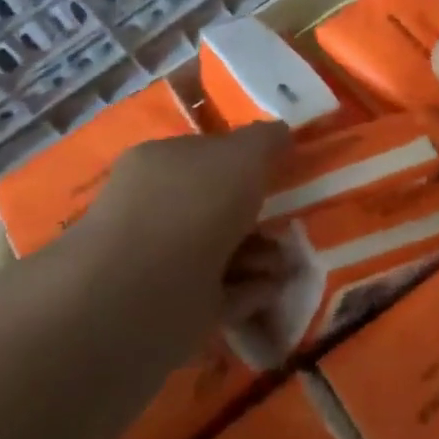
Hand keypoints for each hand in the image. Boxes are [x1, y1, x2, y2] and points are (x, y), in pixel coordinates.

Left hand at [66, 124, 289, 340]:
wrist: (145, 292)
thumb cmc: (194, 206)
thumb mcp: (243, 154)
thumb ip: (265, 140)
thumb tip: (280, 133)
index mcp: (161, 164)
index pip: (207, 154)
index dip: (247, 161)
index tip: (283, 174)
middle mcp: (157, 209)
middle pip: (219, 206)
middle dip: (261, 215)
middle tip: (293, 223)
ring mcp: (162, 260)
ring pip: (225, 250)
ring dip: (262, 255)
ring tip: (286, 263)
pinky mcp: (174, 305)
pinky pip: (224, 291)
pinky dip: (252, 289)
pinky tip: (273, 288)